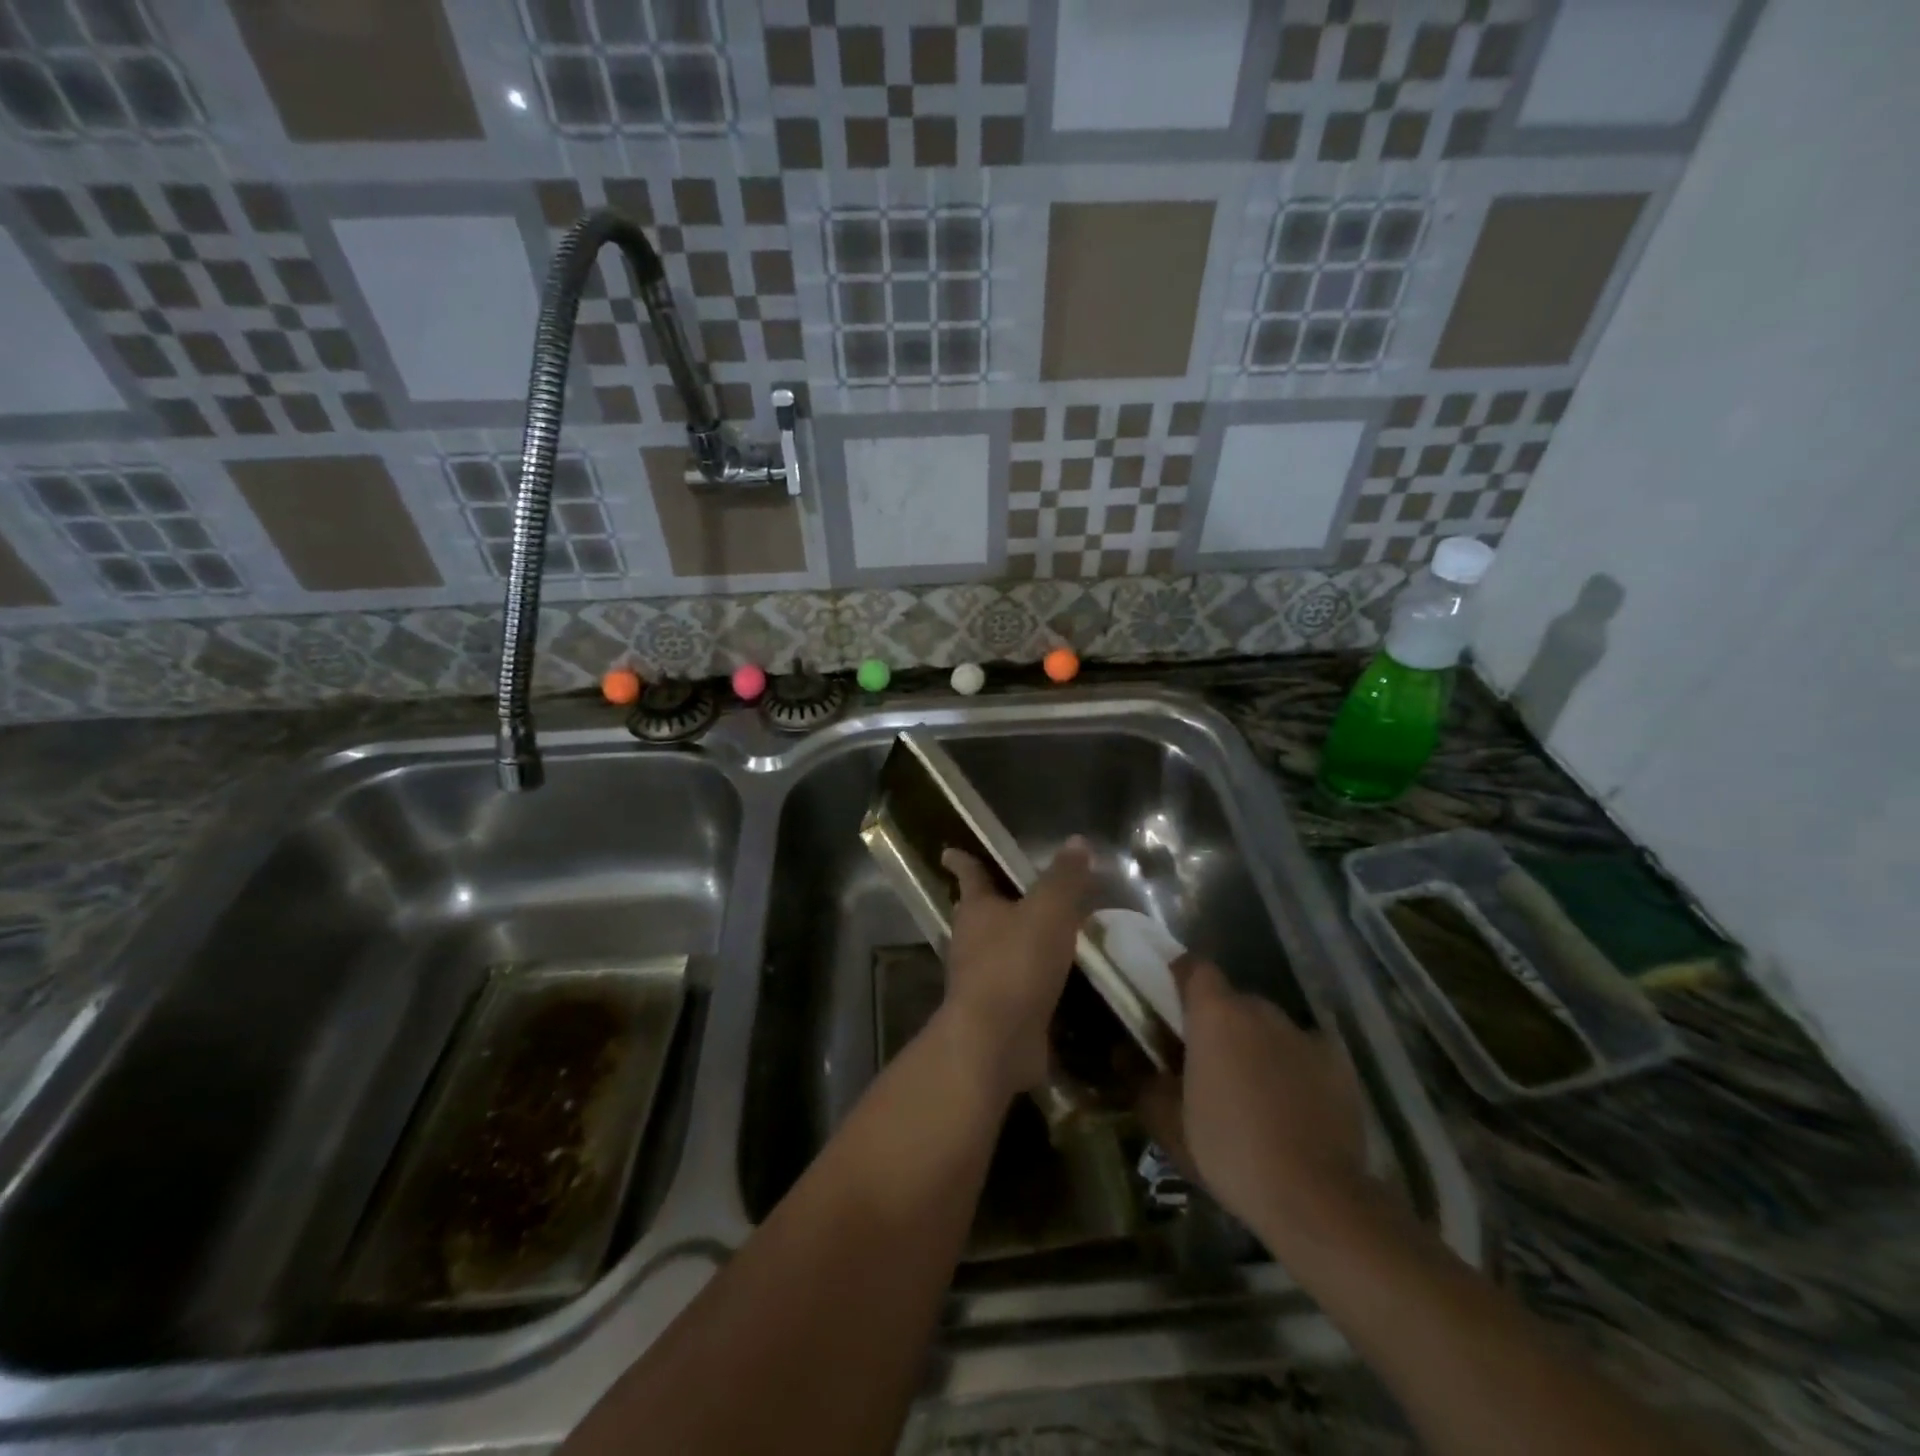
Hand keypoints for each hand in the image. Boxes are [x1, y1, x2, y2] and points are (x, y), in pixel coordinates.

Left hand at [938, 838, 1091, 1098]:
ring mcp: (982, 980)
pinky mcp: (998, 1013)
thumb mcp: (1049, 910)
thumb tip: (1077, 840)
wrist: (996, 1040)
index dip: (963, 861)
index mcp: (976, 909)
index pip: (970, 875)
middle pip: (979, 913)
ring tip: (1044, 932)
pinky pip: (1017, 985)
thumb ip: (1064, 877)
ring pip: (997, 950)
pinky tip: (1055, 979)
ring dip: (1015, 940)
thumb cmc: (1016, 963)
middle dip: (992, 901)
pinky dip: (1032, 978)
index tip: (949, 851)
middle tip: (1011, 890)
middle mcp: (971, 941)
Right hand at [1138, 957, 1373, 1245]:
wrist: (1315, 1197)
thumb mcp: (1168, 1124)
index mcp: (1214, 1013)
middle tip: (1209, 1061)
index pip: (1195, 967)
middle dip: (1219, 1021)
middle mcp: (1259, 1010)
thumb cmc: (1228, 1150)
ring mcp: (1303, 1034)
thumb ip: (1141, 1081)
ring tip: (1253, 1089)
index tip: (1173, 1002)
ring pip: (1269, 1026)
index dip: (1182, 978)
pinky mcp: (1339, 1063)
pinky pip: (1305, 1051)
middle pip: (1233, 1000)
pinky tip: (1292, 1105)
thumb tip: (1122, 1054)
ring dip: (1256, 1044)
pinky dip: (1294, 1066)